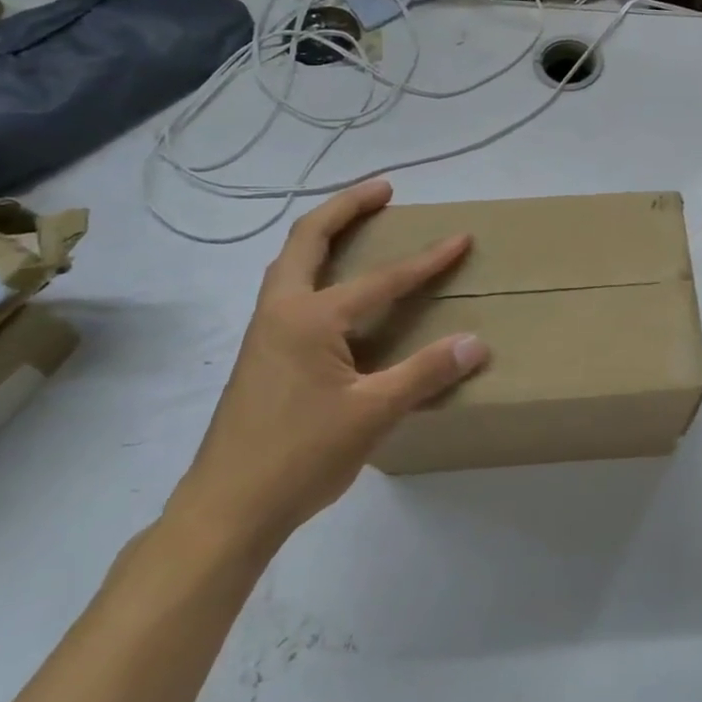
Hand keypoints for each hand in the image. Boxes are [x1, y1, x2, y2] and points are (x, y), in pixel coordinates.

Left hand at [170, 179, 488, 544]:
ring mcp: (265, 333)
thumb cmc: (298, 457)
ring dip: (325, 235)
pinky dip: (316, 268)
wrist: (224, 511)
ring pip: (293, 263)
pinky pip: (291, 290)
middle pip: (308, 239)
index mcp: (308, 318)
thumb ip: (425, 373)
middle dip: (346, 207)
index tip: (461, 238)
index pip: (381, 279)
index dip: (426, 260)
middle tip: (384, 190)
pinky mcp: (262, 356)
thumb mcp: (372, 414)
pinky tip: (337, 293)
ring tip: (359, 226)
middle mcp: (281, 312)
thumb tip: (476, 342)